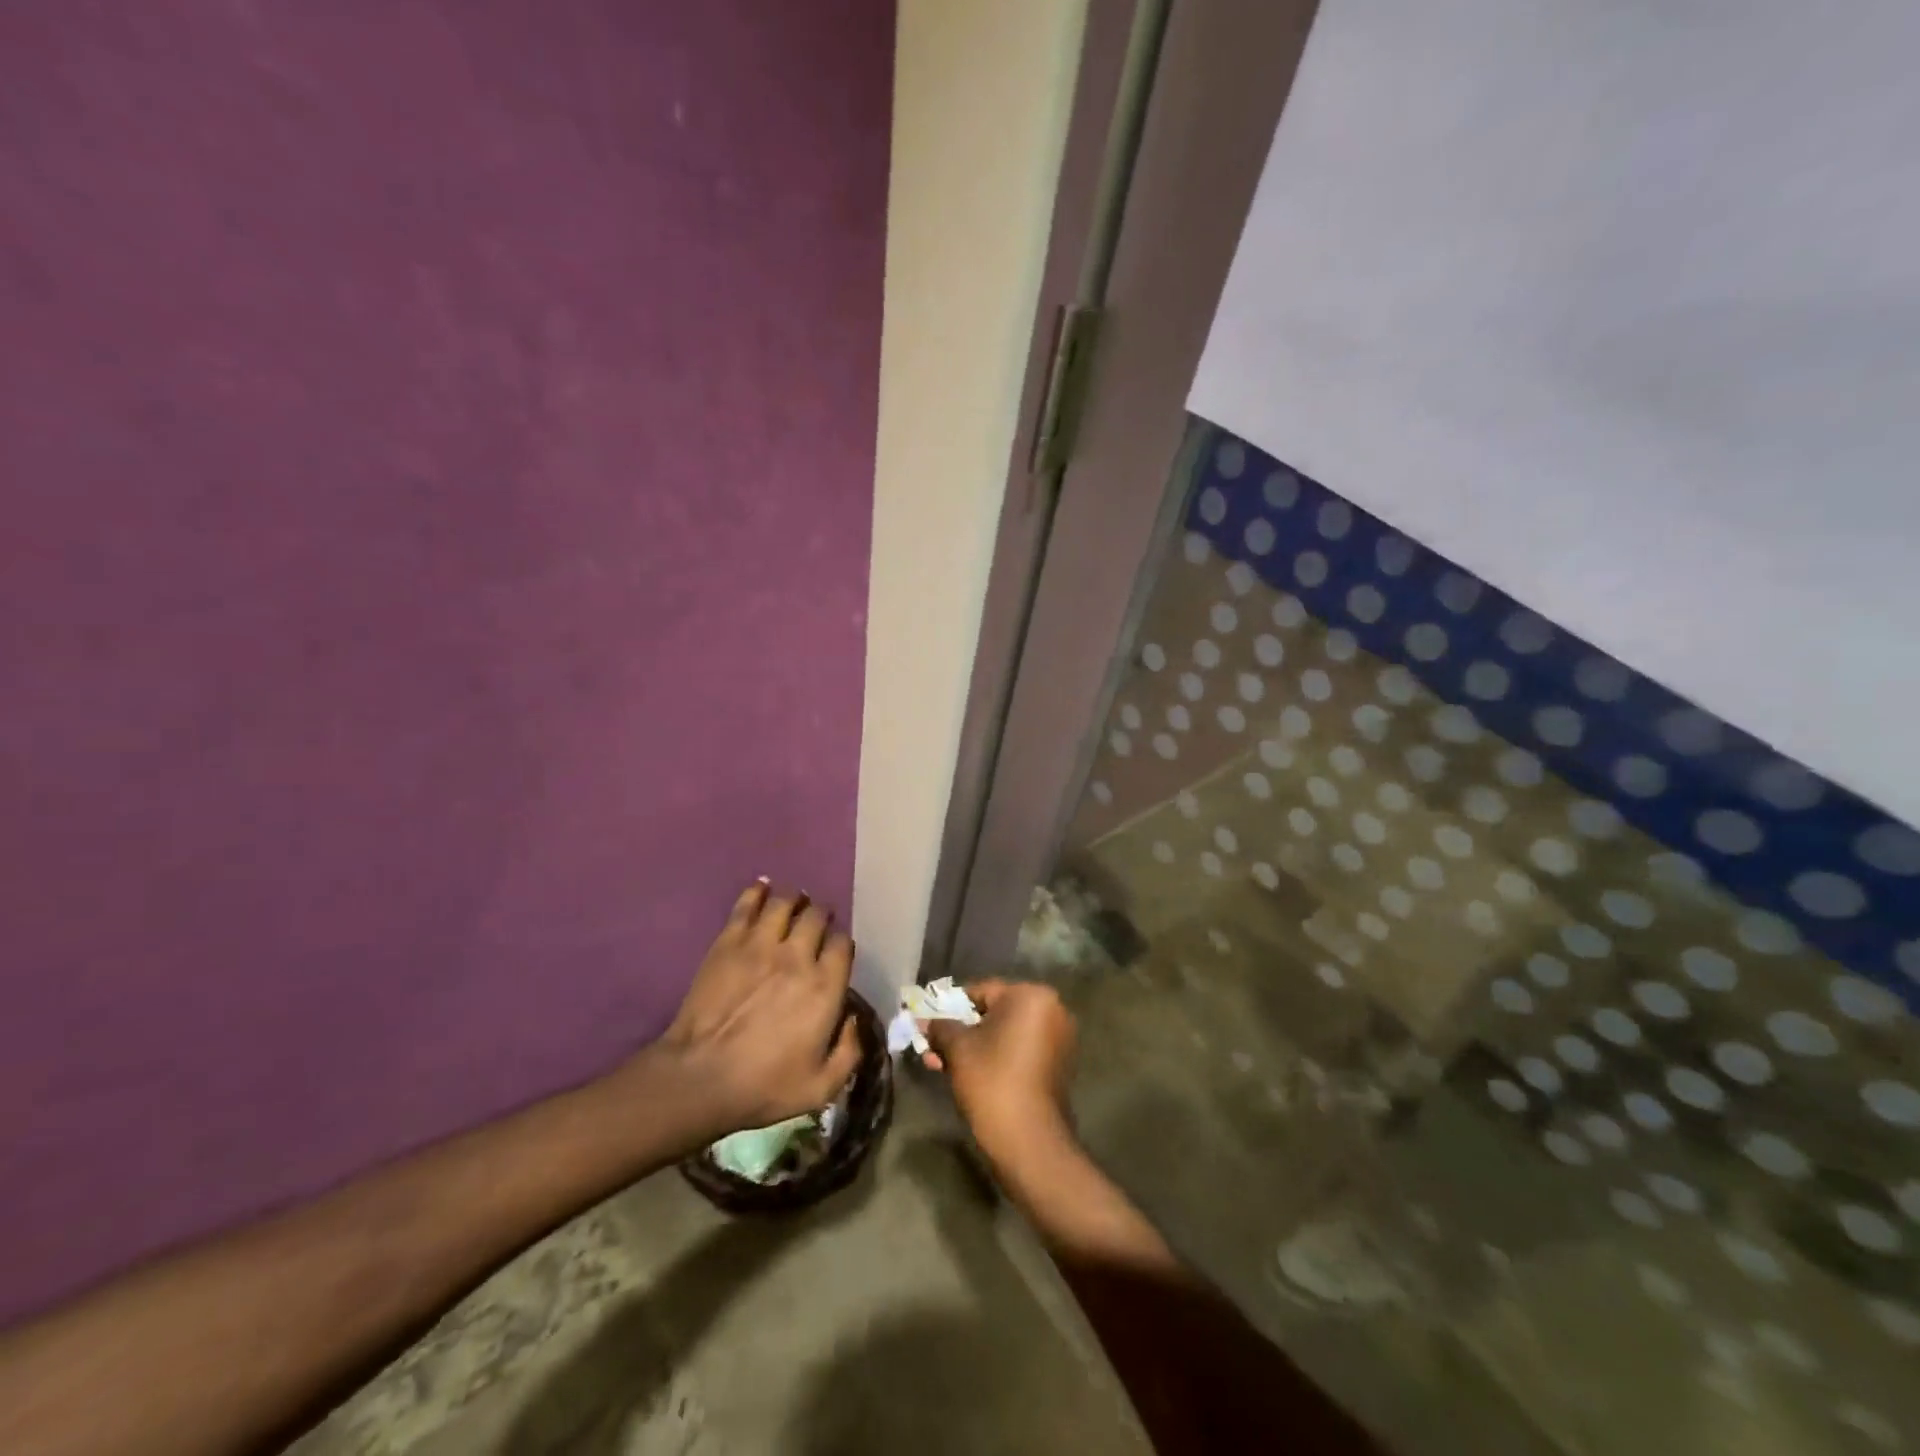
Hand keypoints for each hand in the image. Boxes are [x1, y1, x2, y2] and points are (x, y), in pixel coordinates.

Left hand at [646, 881, 862, 1141]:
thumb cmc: (763, 1086)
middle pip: (817, 916)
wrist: (700, 1078)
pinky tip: (763, 887)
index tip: (836, 951)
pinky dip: (758, 891)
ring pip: (785, 903)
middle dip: (821, 915)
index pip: (842, 945)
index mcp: (825, 987)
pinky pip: (748, 904)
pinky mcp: (728, 942)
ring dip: (794, 899)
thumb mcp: (820, 1087)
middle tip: (817, 921)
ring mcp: (761, 944)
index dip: (841, 943)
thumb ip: (849, 1053)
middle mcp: (798, 956)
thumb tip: (855, 1021)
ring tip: (795, 901)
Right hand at [923, 980, 1076, 1162]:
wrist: (1029, 1141)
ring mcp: (1059, 1038)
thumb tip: (926, 1022)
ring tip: (943, 1065)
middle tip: (932, 1048)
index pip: (981, 991)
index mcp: (1031, 996)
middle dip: (961, 1031)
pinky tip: (969, 1074)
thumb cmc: (992, 1081)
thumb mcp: (958, 1049)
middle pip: (994, 1013)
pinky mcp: (1058, 1065)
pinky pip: (1020, 1050)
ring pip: (1005, 1034)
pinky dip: (996, 1057)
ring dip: (975, 1047)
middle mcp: (1052, 1010)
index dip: (950, 1007)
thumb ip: (941, 1027)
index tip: (928, 1024)